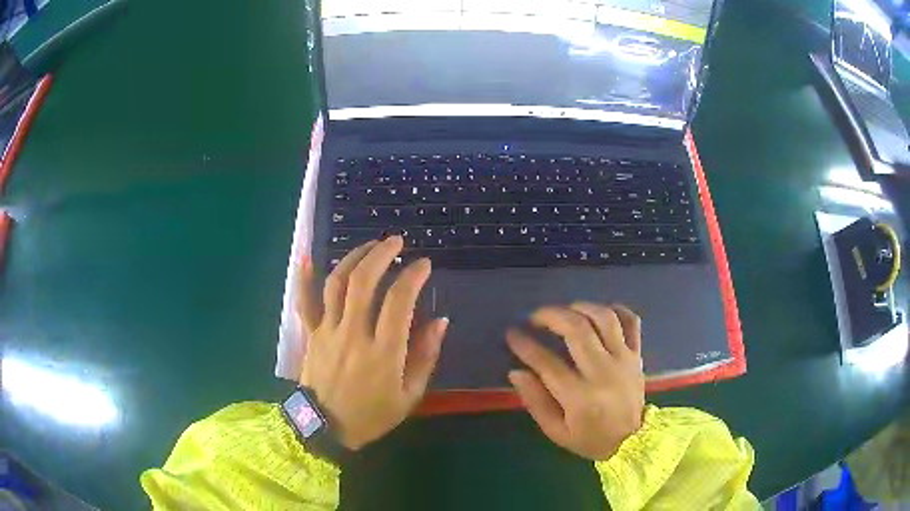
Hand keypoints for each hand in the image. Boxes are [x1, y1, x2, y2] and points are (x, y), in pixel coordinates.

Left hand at [295, 237, 448, 450]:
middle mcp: (354, 333)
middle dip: (382, 254)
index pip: (399, 300)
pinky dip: (303, 278)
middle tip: (396, 241)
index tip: (424, 264)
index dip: (413, 276)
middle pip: (364, 282)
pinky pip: (304, 302)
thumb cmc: (371, 415)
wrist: (324, 429)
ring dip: (353, 258)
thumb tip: (440, 321)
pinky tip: (306, 256)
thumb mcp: (409, 396)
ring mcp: (328, 331)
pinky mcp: (311, 334)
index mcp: (383, 351)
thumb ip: (425, 357)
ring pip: (336, 283)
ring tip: (369, 246)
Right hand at [506, 303, 644, 460]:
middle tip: (535, 317)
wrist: (632, 442)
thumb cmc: (590, 440)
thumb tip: (516, 372)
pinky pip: (631, 321)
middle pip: (577, 330)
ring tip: (566, 310)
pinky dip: (616, 309)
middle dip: (551, 316)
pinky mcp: (636, 354)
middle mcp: (603, 372)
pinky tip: (599, 313)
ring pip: (604, 318)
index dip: (525, 345)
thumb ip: (535, 402)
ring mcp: (623, 359)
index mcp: (580, 396)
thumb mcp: (556, 431)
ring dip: (581, 307)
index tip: (512, 334)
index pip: (547, 362)